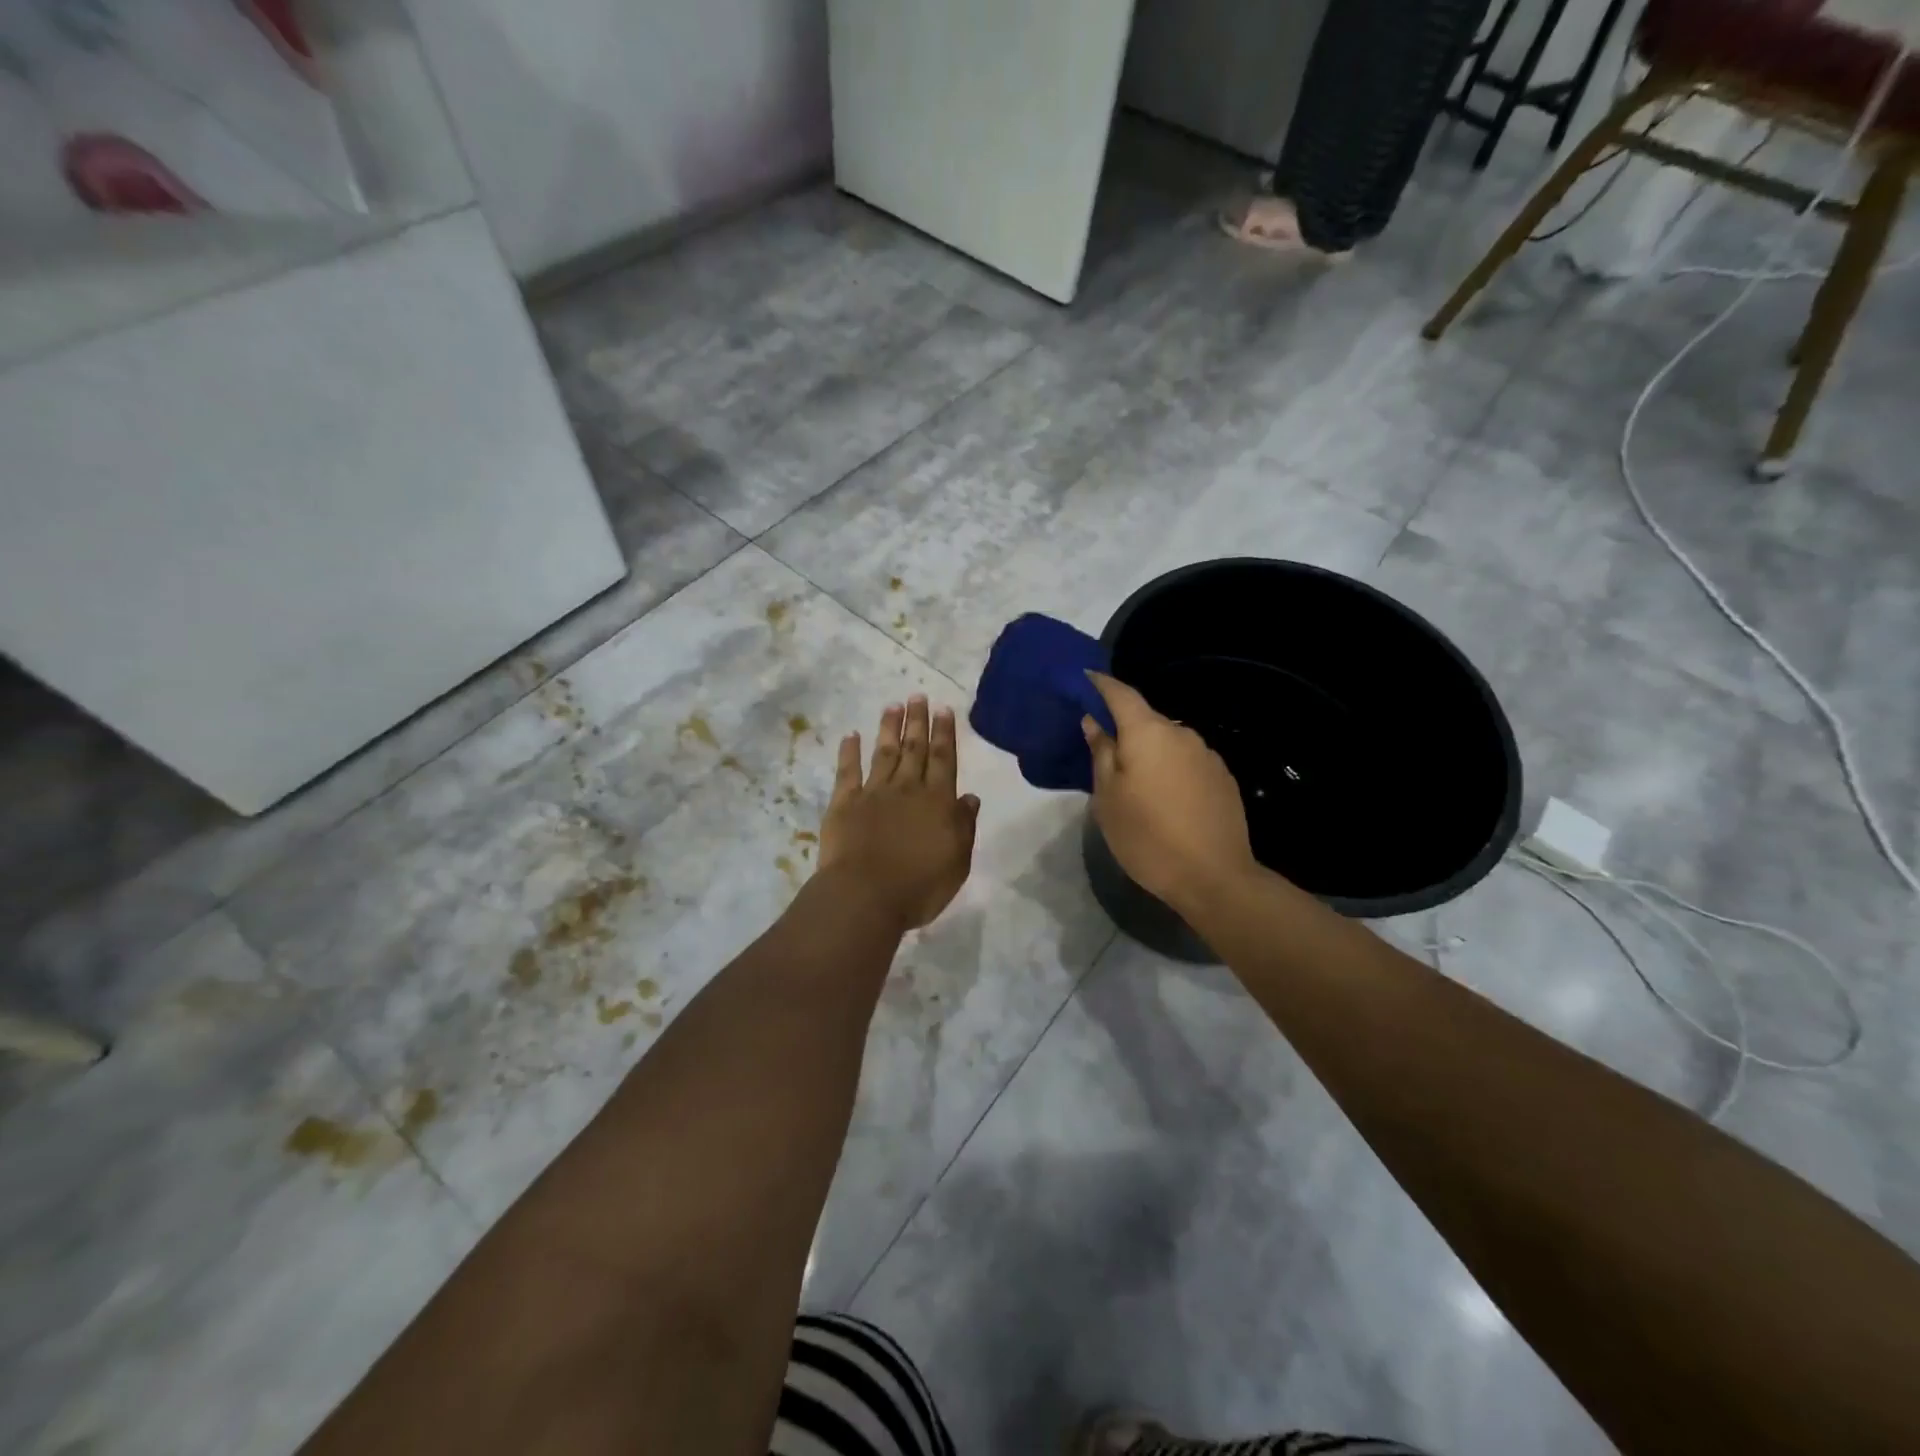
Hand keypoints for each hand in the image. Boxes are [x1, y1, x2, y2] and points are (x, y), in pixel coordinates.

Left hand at [818, 696, 981, 932]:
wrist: (866, 896)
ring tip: (893, 705)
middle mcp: (907, 789)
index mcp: (937, 801)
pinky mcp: (844, 804)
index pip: (943, 759)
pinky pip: (848, 772)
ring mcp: (873, 793)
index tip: (944, 709)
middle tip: (917, 695)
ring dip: (889, 728)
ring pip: (884, 753)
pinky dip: (849, 752)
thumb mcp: (957, 861)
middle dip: (918, 721)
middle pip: (914, 749)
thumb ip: (964, 826)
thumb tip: (970, 797)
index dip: (945, 733)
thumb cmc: (920, 886)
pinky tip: (851, 736)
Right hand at [1083, 672, 1257, 913]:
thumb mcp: (1108, 798)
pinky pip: (1187, 762)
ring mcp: (1207, 755)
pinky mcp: (1224, 778)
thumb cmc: (1148, 837)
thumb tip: (1094, 722)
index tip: (1085, 678)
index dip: (1100, 684)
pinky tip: (1166, 798)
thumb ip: (1101, 753)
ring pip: (1168, 742)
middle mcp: (1181, 733)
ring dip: (1150, 752)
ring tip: (1135, 782)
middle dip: (1124, 728)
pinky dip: (1171, 769)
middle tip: (1103, 750)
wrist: (1215, 878)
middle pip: (1146, 719)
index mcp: (1148, 733)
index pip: (1121, 693)